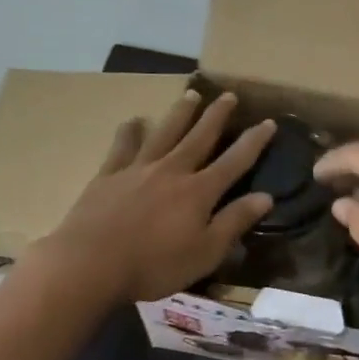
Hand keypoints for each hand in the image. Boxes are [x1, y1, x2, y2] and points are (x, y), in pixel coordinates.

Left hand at [45, 91, 275, 303]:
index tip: (269, 122)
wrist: (90, 264)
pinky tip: (134, 121)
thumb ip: (234, 222)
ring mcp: (138, 169)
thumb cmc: (154, 265)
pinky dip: (130, 132)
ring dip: (180, 113)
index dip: (254, 141)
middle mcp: (172, 171)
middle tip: (229, 95)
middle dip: (217, 116)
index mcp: (199, 191)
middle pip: (199, 137)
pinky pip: (122, 147)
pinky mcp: (108, 176)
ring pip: (164, 133)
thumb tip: (266, 196)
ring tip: (191, 95)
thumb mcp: (205, 252)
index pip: (235, 161)